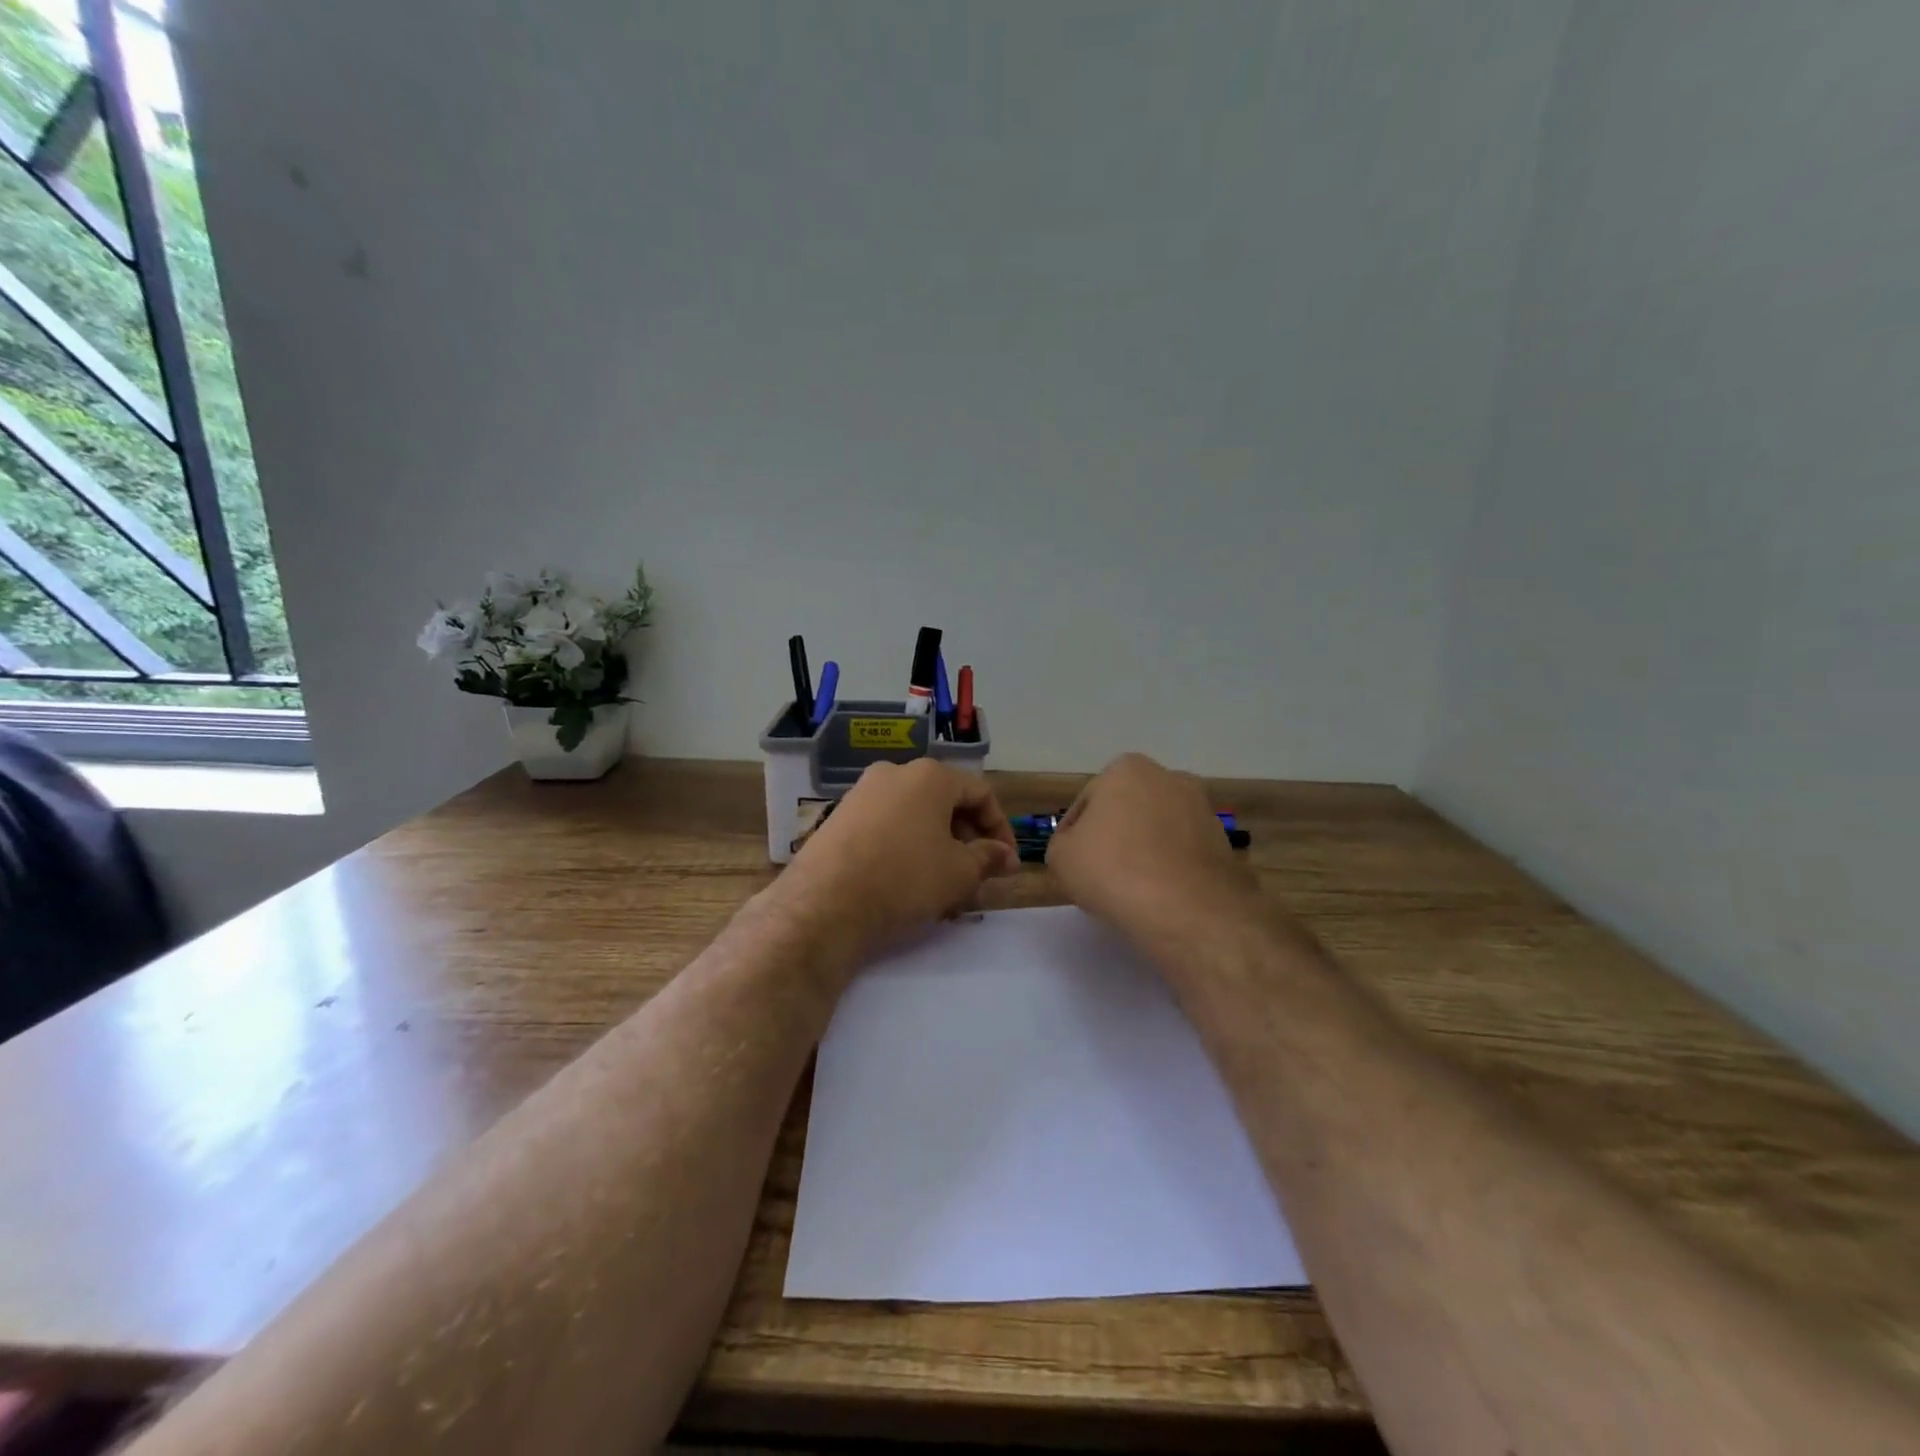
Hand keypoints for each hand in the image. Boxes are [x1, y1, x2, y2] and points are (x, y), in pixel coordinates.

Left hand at [783, 758, 1019, 952]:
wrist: (825, 901)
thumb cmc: (905, 877)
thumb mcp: (959, 872)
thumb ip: (988, 858)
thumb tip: (1006, 856)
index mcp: (930, 776)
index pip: (980, 793)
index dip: (1000, 828)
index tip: (1005, 862)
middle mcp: (895, 773)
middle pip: (946, 802)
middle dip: (967, 840)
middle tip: (976, 876)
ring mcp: (863, 793)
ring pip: (916, 817)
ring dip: (938, 848)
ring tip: (944, 888)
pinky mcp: (840, 817)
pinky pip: (887, 826)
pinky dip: (907, 848)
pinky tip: (909, 884)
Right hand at [1046, 753, 1257, 936]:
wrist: (1188, 911)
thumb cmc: (1114, 871)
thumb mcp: (1060, 858)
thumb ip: (1063, 843)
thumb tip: (1079, 847)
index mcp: (1127, 770)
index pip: (1088, 803)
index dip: (1075, 835)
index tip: (1074, 863)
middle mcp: (1169, 778)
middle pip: (1128, 811)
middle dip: (1116, 836)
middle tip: (1101, 874)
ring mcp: (1202, 810)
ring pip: (1159, 831)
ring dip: (1146, 851)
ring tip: (1133, 889)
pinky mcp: (1224, 843)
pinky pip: (1184, 854)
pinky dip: (1172, 869)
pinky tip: (1161, 896)